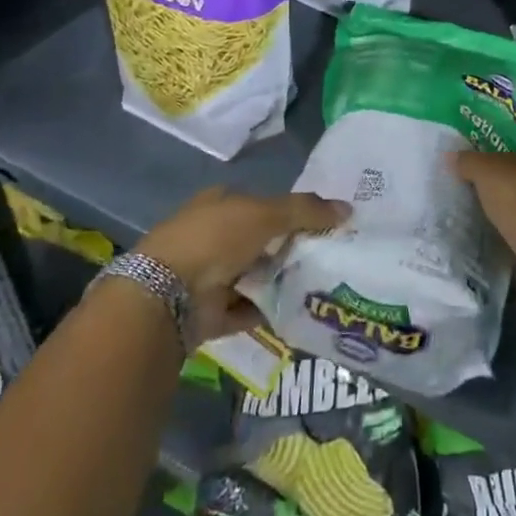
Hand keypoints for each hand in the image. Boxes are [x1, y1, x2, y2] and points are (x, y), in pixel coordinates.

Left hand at [138, 187, 345, 344]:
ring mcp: (210, 275)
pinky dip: (270, 311)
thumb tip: (348, 209)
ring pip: (256, 275)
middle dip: (291, 248)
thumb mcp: (266, 213)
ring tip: (322, 284)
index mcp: (220, 203)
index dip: (293, 211)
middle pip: (261, 241)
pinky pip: (249, 309)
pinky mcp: (211, 312)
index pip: (263, 203)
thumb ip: (306, 210)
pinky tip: (300, 311)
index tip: (324, 222)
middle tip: (330, 255)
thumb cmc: (216, 238)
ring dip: (282, 280)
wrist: (168, 294)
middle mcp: (214, 236)